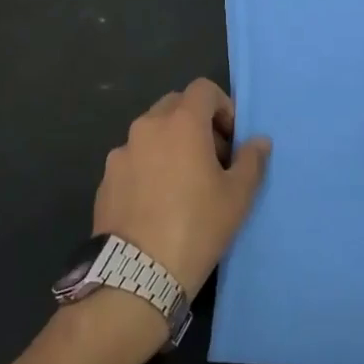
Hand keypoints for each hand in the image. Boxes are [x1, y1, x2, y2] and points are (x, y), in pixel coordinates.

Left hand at [94, 79, 269, 296]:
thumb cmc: (197, 227)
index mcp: (181, 122)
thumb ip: (251, 161)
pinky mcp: (105, 179)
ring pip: (151, 133)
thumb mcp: (238, 197)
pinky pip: (133, 160)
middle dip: (196, 122)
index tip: (231, 138)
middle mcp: (147, 127)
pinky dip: (148, 167)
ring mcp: (121, 153)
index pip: (203, 89)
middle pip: (175, 105)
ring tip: (183, 183)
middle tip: (211, 158)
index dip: (222, 106)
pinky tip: (156, 203)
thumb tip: (258, 141)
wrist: (137, 275)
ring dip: (170, 144)